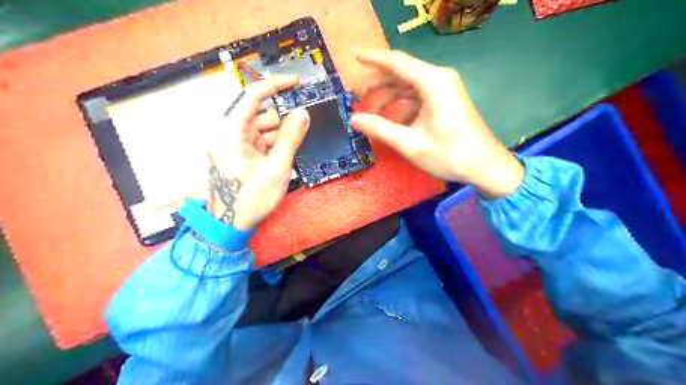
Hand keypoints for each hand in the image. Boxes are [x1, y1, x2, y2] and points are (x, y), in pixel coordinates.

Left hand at [206, 77, 308, 230]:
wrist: (229, 226)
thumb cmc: (251, 199)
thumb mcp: (276, 169)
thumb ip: (291, 139)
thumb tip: (303, 113)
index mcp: (231, 132)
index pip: (253, 96)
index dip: (276, 85)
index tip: (297, 83)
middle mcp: (229, 133)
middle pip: (262, 115)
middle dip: (283, 122)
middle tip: (304, 130)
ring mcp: (233, 145)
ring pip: (263, 129)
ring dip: (281, 138)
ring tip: (292, 154)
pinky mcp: (238, 155)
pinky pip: (260, 142)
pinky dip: (274, 146)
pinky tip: (284, 159)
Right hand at [350, 50, 523, 197]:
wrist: (485, 166)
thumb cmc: (449, 154)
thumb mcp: (410, 143)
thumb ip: (380, 129)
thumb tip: (353, 120)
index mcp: (432, 82)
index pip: (397, 62)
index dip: (373, 59)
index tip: (353, 57)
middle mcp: (439, 79)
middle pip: (401, 73)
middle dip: (377, 83)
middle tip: (355, 95)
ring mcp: (444, 89)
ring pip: (408, 86)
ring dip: (388, 97)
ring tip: (370, 112)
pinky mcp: (446, 100)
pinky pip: (418, 97)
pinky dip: (402, 106)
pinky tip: (393, 123)